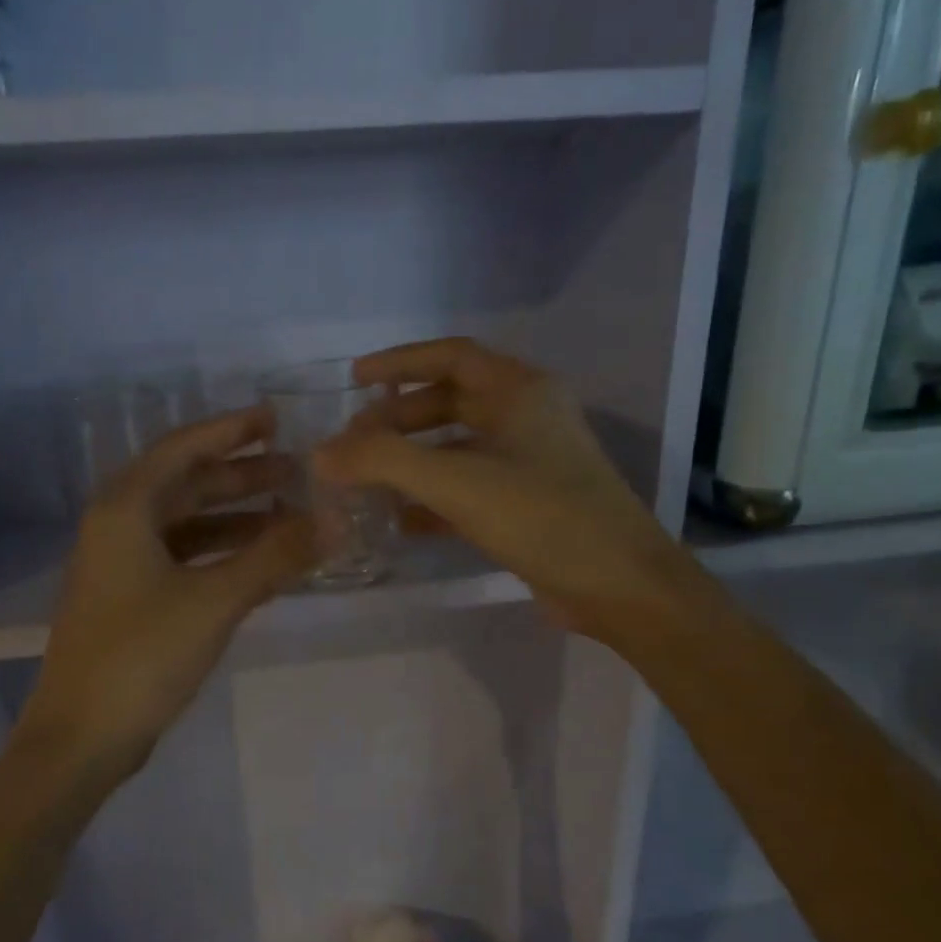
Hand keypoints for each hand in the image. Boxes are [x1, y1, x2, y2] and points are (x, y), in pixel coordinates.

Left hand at [14, 406, 314, 783]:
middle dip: (242, 476)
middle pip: (187, 484)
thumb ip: (276, 556)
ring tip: (290, 513)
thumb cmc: (142, 656)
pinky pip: (183, 557)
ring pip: (186, 523)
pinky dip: (221, 553)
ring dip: (235, 517)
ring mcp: (120, 564)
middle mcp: (117, 525)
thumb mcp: (215, 600)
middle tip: (297, 471)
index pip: (184, 448)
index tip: (277, 420)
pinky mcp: (129, 598)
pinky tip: (260, 562)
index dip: (232, 430)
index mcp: (125, 508)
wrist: (80, 738)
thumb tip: (336, 520)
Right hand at [315, 338, 685, 642]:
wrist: (619, 586)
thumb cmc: (543, 516)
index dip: (399, 363)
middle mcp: (526, 417)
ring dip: (411, 460)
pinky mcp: (526, 504)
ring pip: (456, 448)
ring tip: (365, 478)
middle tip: (353, 443)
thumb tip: (321, 454)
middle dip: (398, 419)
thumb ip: (384, 462)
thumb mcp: (457, 482)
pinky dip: (432, 498)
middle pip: (449, 402)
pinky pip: (468, 488)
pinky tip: (397, 519)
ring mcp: (529, 462)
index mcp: (519, 391)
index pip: (450, 356)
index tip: (355, 379)